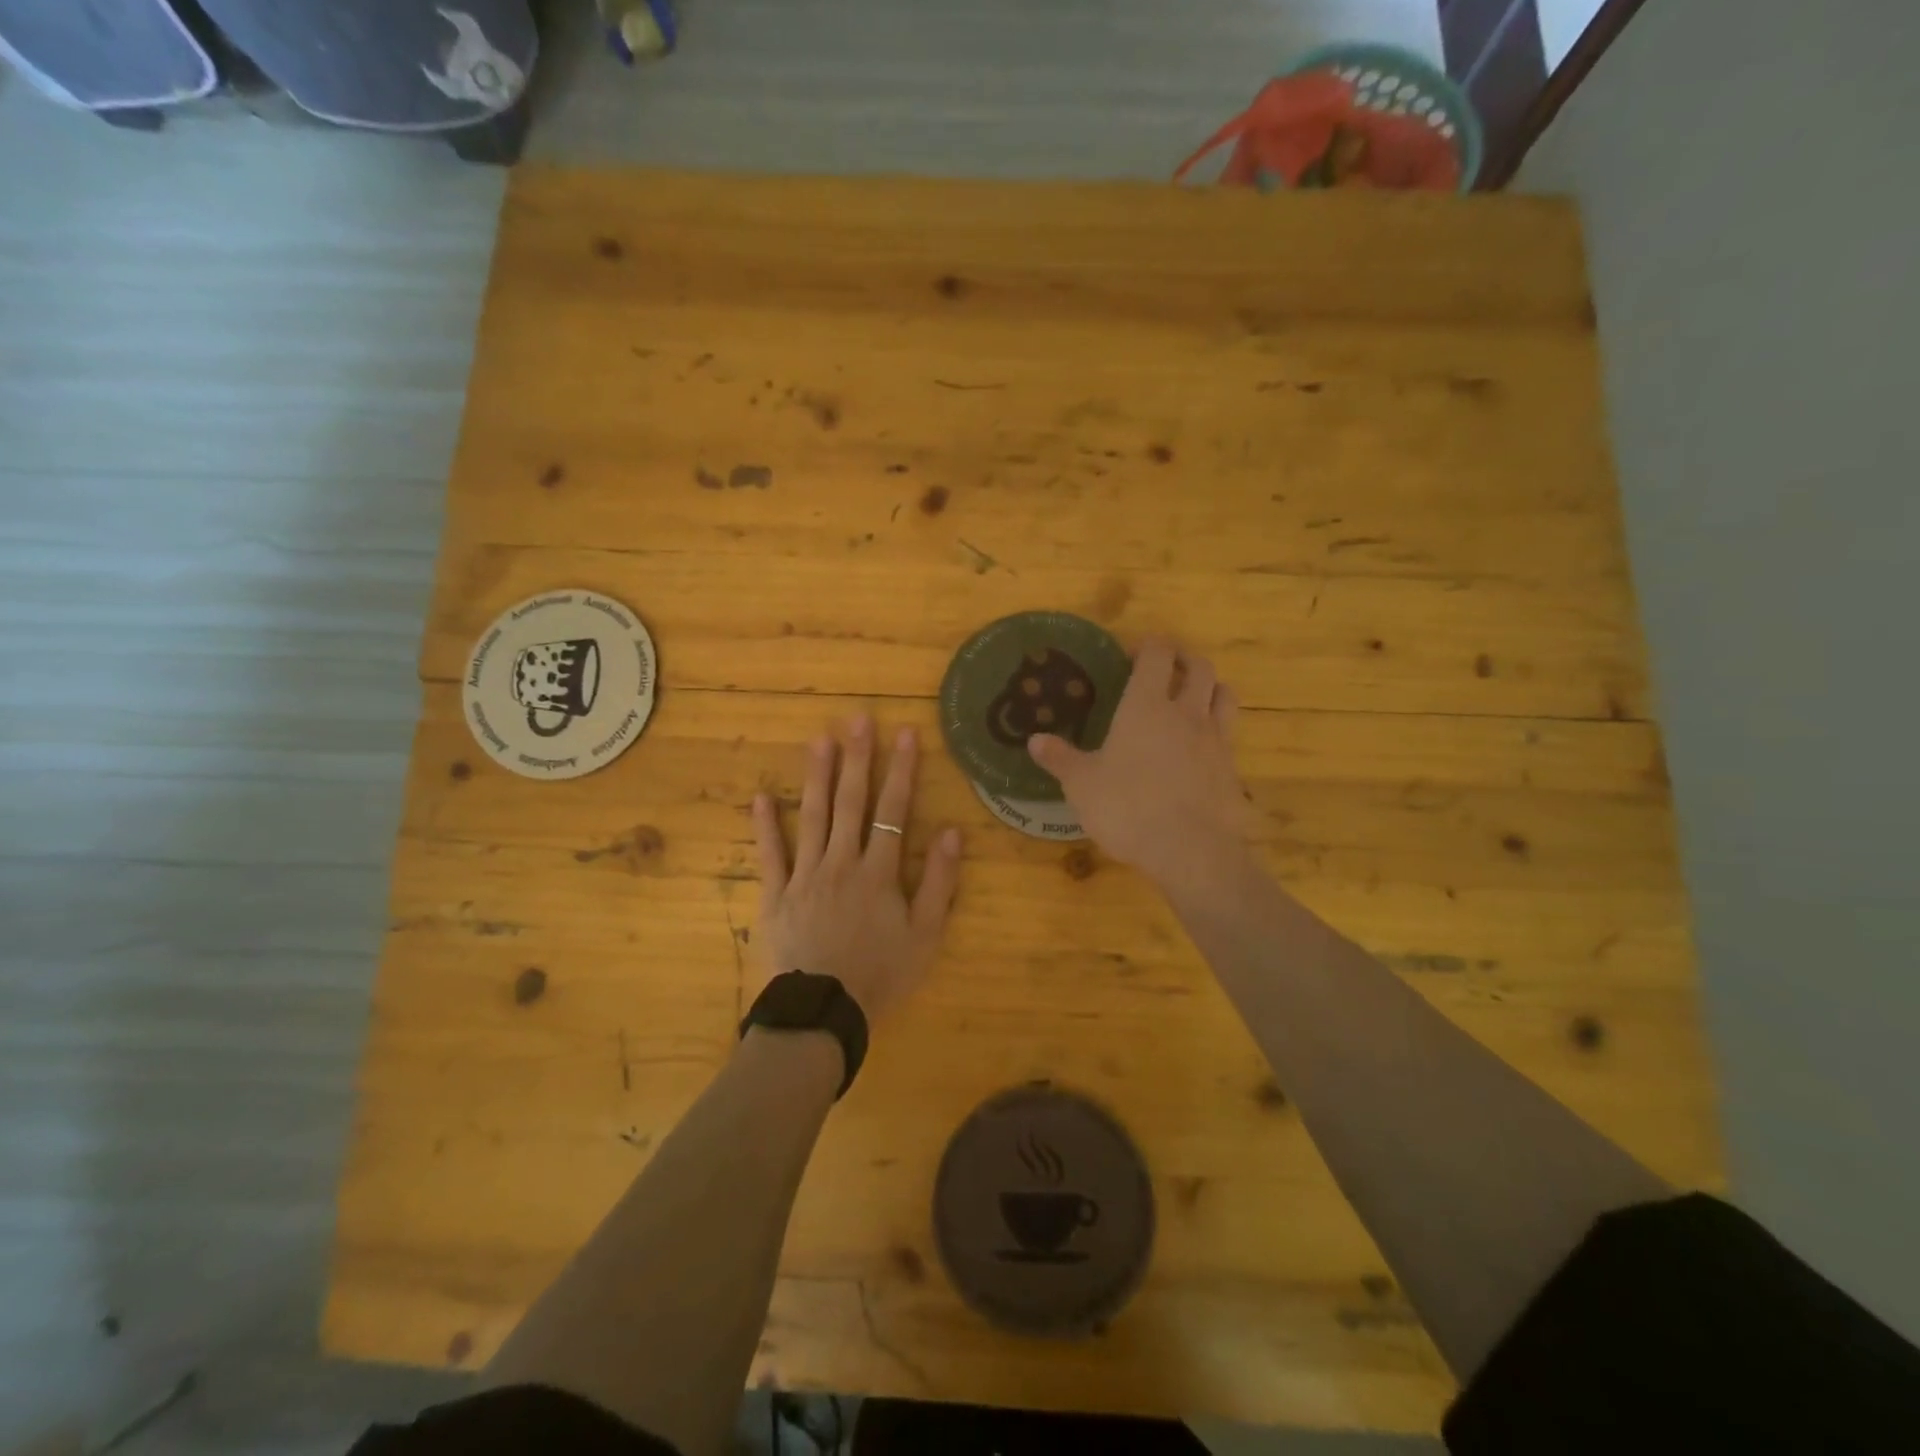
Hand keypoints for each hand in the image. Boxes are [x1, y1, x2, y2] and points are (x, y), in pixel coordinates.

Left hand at [752, 715, 962, 1022]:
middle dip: (858, 758)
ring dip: (817, 776)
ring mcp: (805, 875)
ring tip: (819, 739)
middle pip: (851, 802)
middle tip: (858, 719)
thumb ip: (940, 882)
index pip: (894, 810)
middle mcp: (842, 862)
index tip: (906, 734)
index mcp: (879, 871)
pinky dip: (765, 826)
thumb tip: (953, 832)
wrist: (825, 1012)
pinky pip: (770, 855)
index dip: (902, 770)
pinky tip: (761, 797)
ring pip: (813, 816)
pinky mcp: (777, 894)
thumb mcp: (926, 935)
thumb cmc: (882, 974)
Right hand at [1028, 637, 1254, 899]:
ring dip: (1209, 686)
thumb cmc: (1128, 808)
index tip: (1132, 653)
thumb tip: (1034, 741)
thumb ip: (1060, 759)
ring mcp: (1215, 739)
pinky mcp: (1231, 768)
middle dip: (1182, 658)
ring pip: (1224, 694)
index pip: (1157, 654)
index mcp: (1146, 706)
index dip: (1148, 645)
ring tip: (1193, 696)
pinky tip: (1201, 746)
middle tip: (1165, 666)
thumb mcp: (1081, 785)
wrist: (1190, 850)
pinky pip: (1229, 733)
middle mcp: (1186, 712)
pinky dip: (1217, 728)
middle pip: (1198, 666)